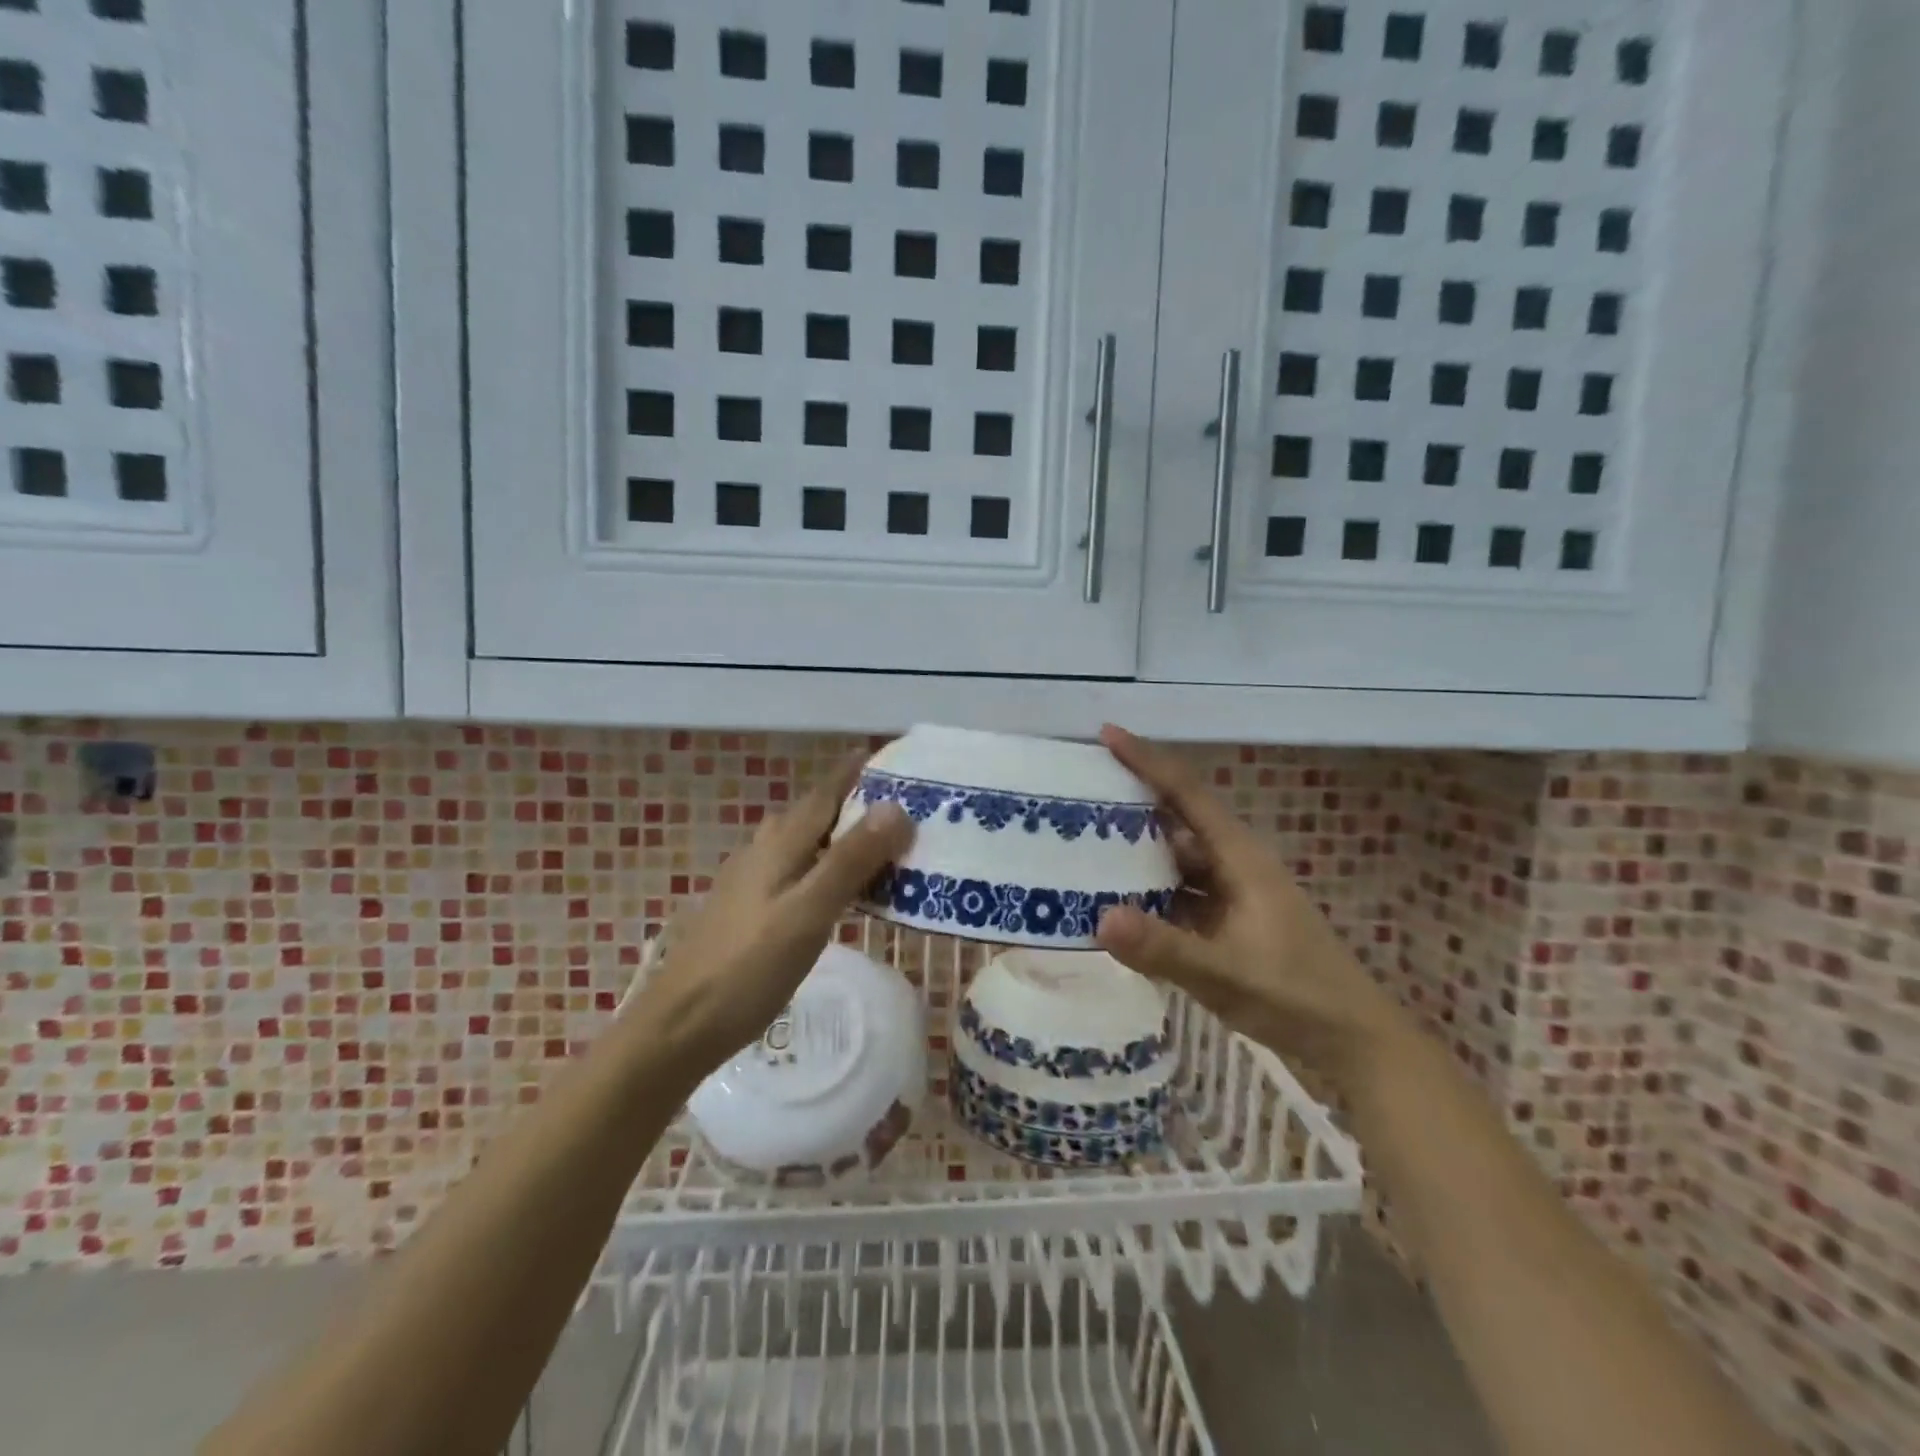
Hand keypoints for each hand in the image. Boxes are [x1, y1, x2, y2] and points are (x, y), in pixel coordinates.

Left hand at [630, 754, 912, 1077]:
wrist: (679, 1026)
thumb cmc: (749, 967)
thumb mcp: (809, 913)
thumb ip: (850, 861)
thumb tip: (895, 807)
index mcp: (779, 846)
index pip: (823, 795)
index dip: (852, 774)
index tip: (881, 755)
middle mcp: (761, 853)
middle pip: (810, 816)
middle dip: (849, 804)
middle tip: (894, 808)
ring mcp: (747, 883)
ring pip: (799, 844)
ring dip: (834, 837)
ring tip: (872, 848)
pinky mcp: (743, 912)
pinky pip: (792, 872)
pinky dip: (819, 868)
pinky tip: (830, 893)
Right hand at [1093, 725, 1405, 1085]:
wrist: (1354, 1040)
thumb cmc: (1297, 996)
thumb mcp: (1226, 973)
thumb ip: (1163, 948)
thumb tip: (1097, 918)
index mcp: (1240, 858)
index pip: (1187, 793)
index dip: (1147, 760)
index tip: (1106, 734)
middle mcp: (1233, 865)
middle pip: (1176, 820)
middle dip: (1131, 803)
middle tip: (1077, 794)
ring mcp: (1231, 895)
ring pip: (1175, 860)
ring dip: (1136, 852)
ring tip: (1083, 845)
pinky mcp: (1227, 922)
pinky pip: (1179, 894)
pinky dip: (1148, 893)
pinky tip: (1116, 902)